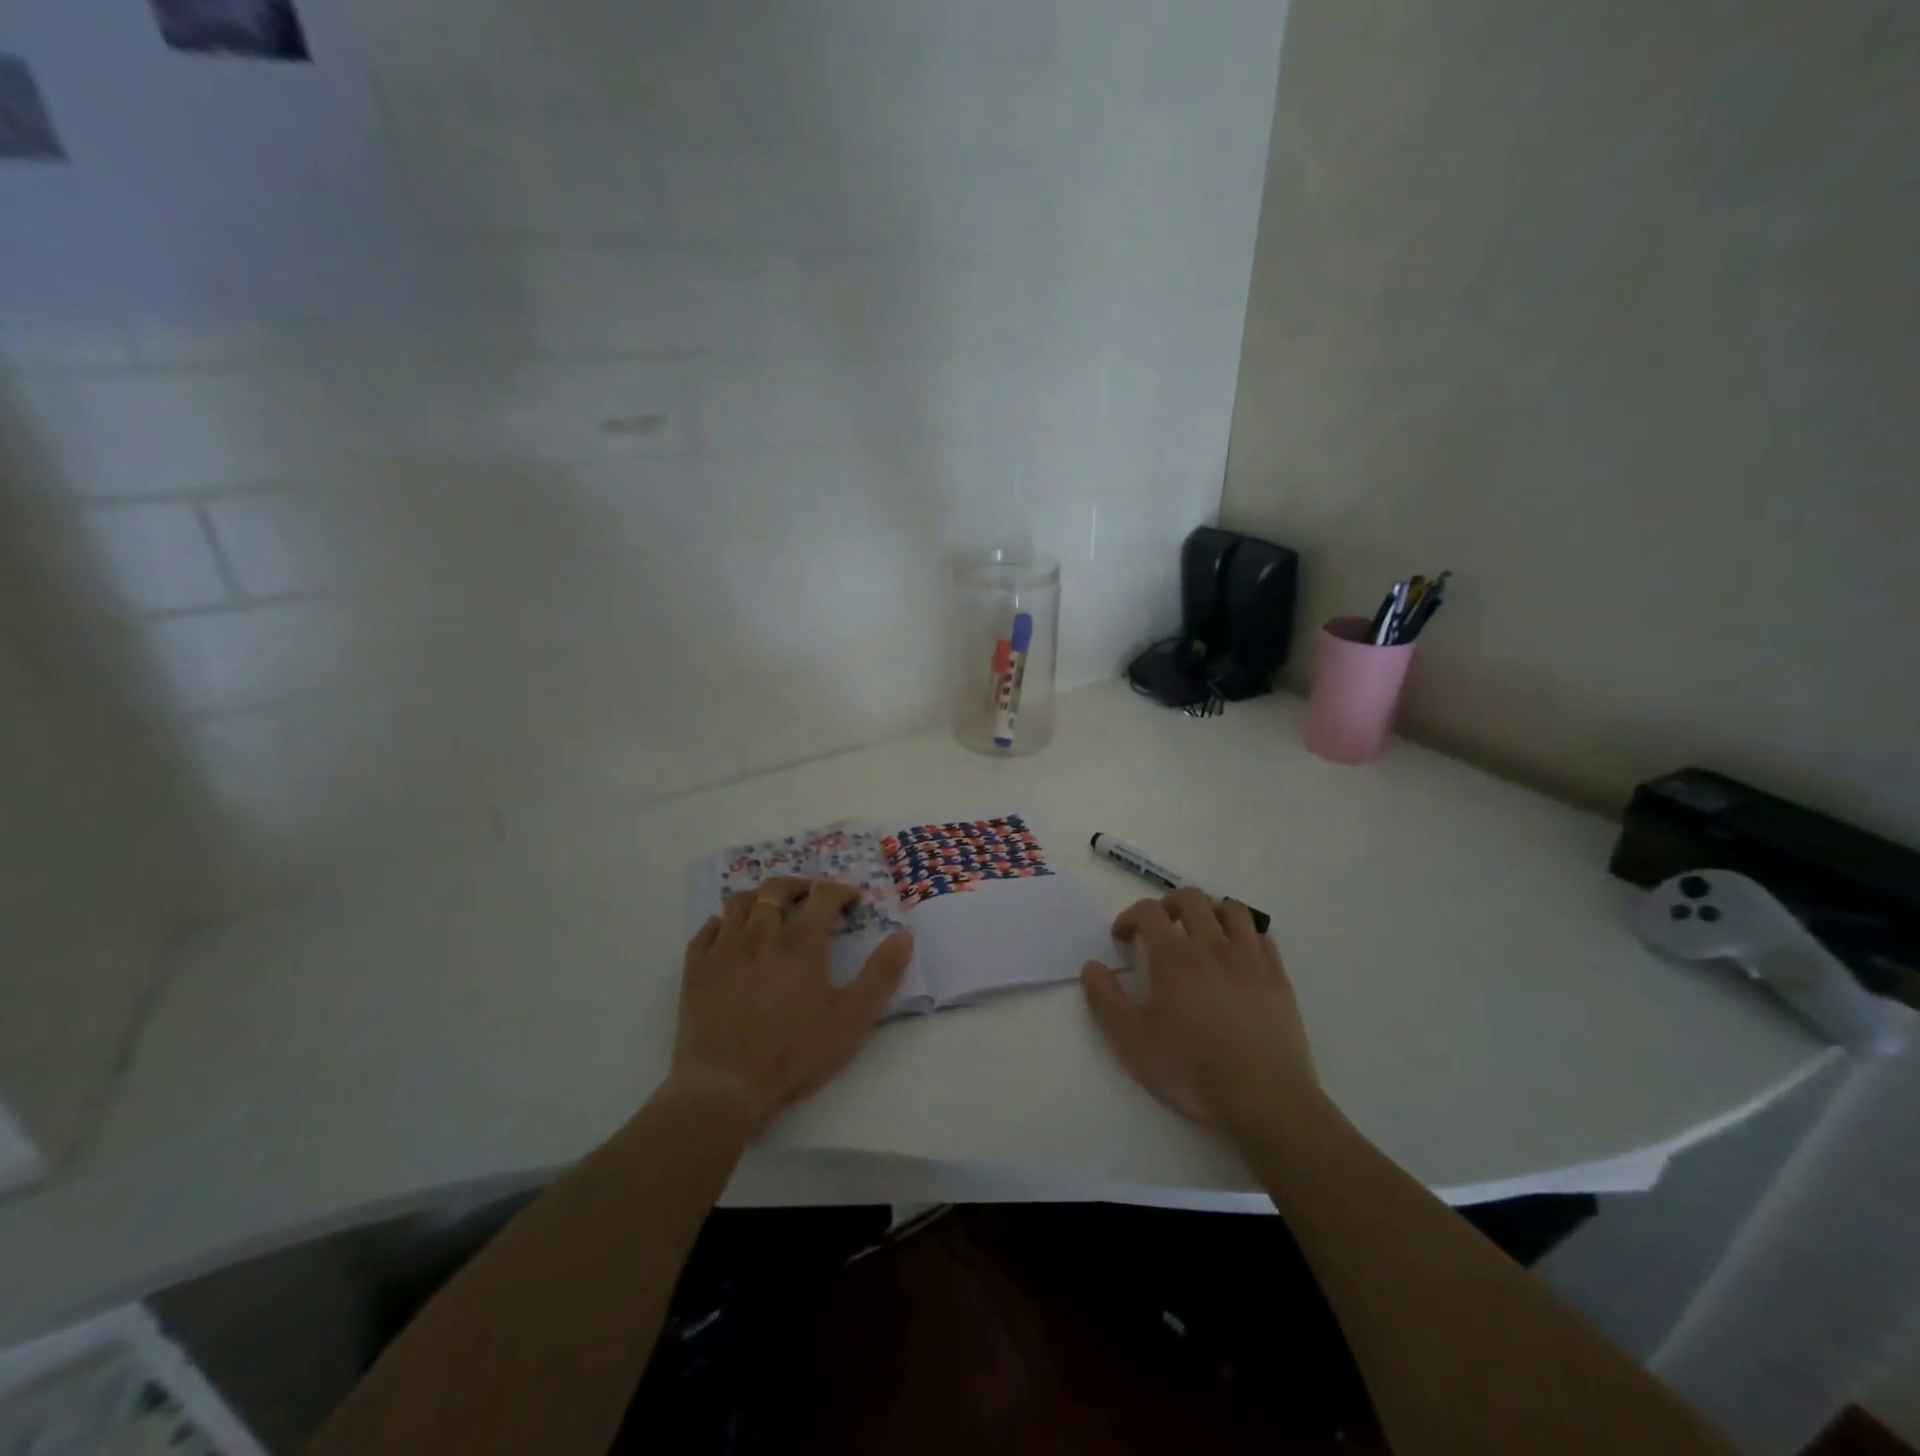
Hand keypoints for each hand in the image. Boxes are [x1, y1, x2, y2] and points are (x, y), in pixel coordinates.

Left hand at [668, 877, 913, 1135]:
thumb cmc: (794, 1054)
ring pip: (739, 901)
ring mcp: (724, 948)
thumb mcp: (852, 1019)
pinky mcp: (696, 968)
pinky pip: (707, 929)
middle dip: (798, 885)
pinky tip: (730, 935)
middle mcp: (761, 933)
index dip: (841, 890)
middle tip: (810, 896)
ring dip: (759, 898)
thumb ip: (881, 975)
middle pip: (777, 889)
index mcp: (801, 942)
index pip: (824, 895)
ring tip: (771, 910)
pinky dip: (723, 924)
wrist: (725, 1087)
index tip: (852, 899)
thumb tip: (904, 936)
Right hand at [1081, 888, 1319, 1131]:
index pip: (1149, 911)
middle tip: (1159, 928)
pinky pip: (1262, 937)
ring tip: (1200, 933)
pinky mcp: (1278, 978)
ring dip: (1210, 911)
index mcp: (1174, 957)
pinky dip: (1244, 935)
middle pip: (1191, 899)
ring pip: (1232, 910)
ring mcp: (1250, 960)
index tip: (1122, 938)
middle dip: (1168, 904)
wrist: (1264, 1100)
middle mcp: (1212, 946)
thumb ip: (1106, 1000)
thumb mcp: (1132, 1042)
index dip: (1130, 916)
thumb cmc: (1191, 1070)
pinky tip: (1236, 956)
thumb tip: (1091, 966)